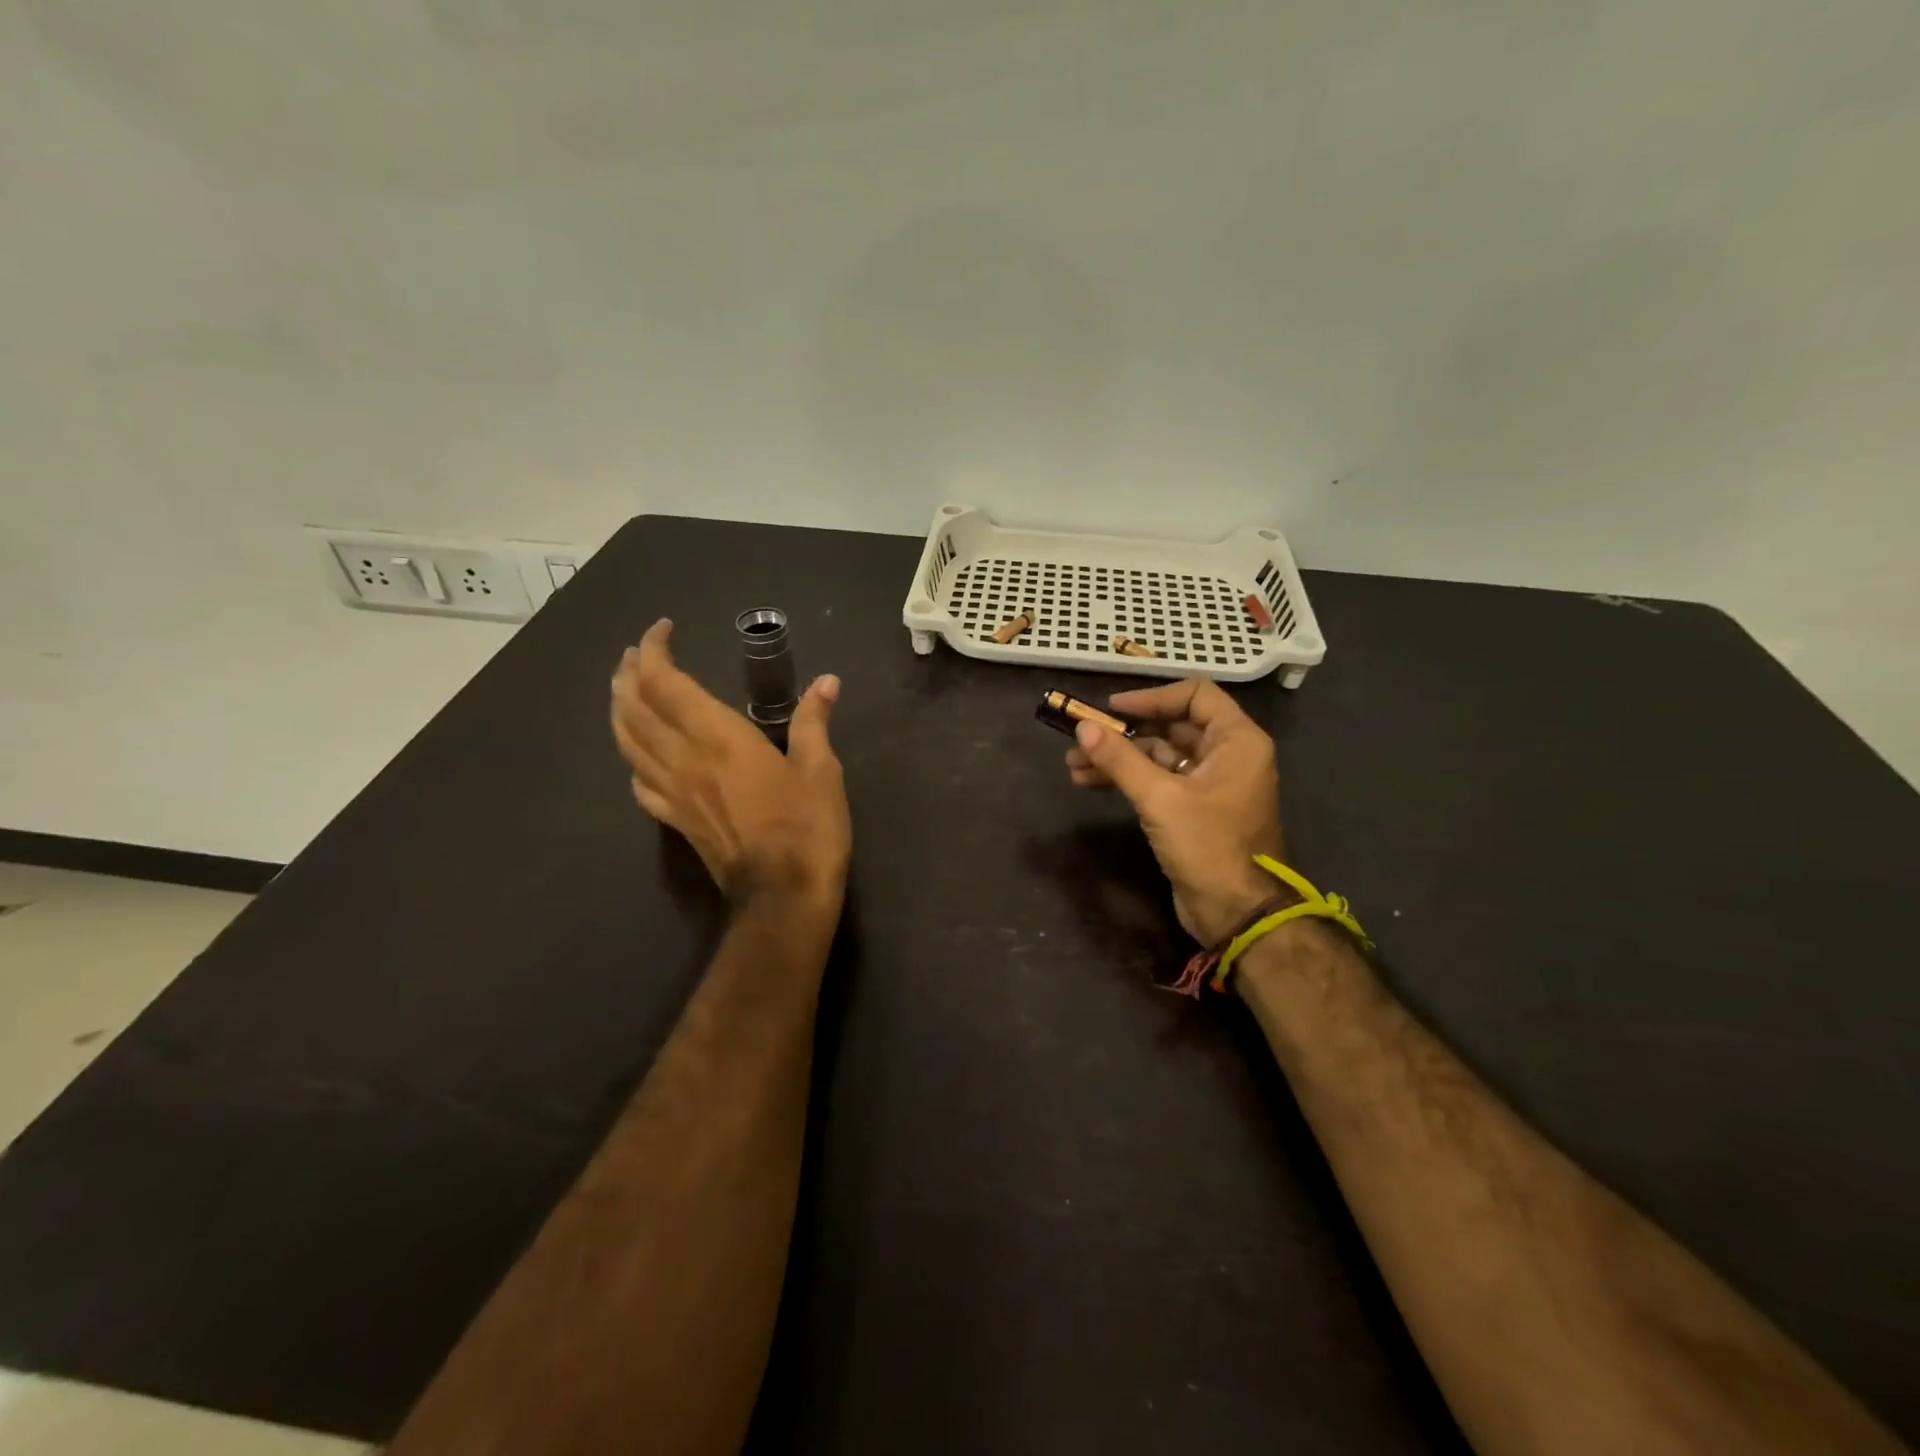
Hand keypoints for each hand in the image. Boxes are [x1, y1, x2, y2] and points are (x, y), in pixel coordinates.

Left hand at [610, 619, 850, 908]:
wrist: (783, 897)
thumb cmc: (807, 828)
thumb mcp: (821, 770)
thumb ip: (813, 722)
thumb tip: (827, 682)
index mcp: (718, 738)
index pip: (666, 682)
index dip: (655, 650)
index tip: (663, 629)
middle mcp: (684, 760)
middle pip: (634, 708)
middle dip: (629, 674)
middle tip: (637, 654)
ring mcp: (673, 793)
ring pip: (627, 743)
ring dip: (620, 709)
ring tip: (625, 691)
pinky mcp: (675, 822)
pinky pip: (639, 783)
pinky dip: (633, 759)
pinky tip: (641, 756)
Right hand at [1065, 678, 1286, 944]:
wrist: (1237, 913)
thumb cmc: (1208, 846)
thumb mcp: (1160, 798)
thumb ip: (1120, 759)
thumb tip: (1082, 727)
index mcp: (1237, 741)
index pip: (1194, 695)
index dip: (1151, 697)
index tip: (1112, 709)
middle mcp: (1227, 755)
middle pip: (1172, 726)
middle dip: (1124, 733)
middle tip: (1083, 738)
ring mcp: (1210, 783)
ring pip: (1159, 756)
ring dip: (1119, 758)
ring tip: (1074, 765)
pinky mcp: (1194, 809)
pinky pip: (1158, 780)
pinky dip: (1127, 779)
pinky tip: (1090, 782)